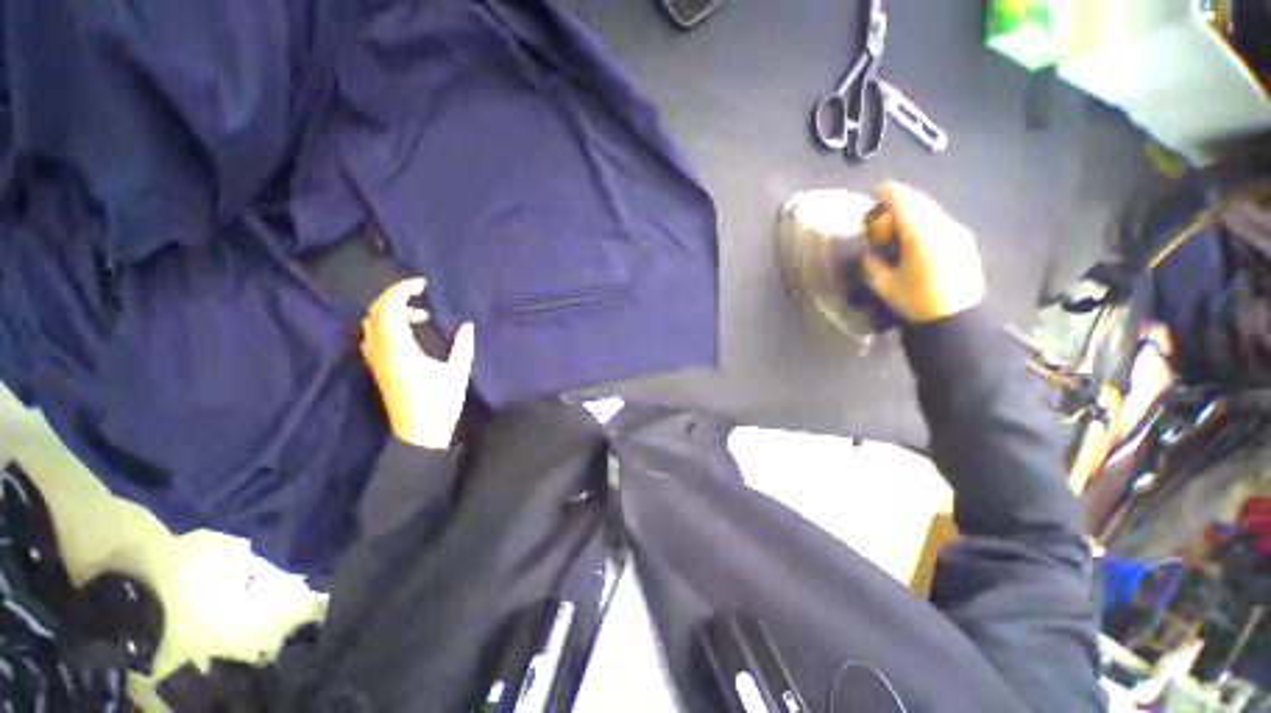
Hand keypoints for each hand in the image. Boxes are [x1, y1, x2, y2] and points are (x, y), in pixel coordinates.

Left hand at [360, 277, 474, 449]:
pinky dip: (387, 325)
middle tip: (419, 293)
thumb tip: (467, 324)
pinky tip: (407, 333)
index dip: (401, 290)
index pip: (389, 310)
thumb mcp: (457, 374)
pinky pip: (373, 336)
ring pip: (371, 324)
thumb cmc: (439, 404)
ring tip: (419, 315)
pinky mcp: (378, 368)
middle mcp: (381, 351)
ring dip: (391, 311)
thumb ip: (462, 347)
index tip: (422, 283)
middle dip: (395, 297)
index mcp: (399, 350)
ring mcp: (376, 360)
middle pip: (375, 313)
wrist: (418, 435)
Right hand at [862, 181, 985, 322]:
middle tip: (883, 214)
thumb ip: (871, 261)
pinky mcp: (965, 240)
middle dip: (900, 201)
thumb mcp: (882, 285)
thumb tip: (867, 247)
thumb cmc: (915, 301)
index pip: (903, 200)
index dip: (887, 192)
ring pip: (932, 209)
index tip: (874, 195)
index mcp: (919, 235)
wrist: (956, 317)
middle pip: (919, 201)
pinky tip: (918, 239)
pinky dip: (926, 221)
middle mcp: (942, 226)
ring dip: (913, 211)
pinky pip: (942, 221)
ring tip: (899, 227)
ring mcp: (957, 232)